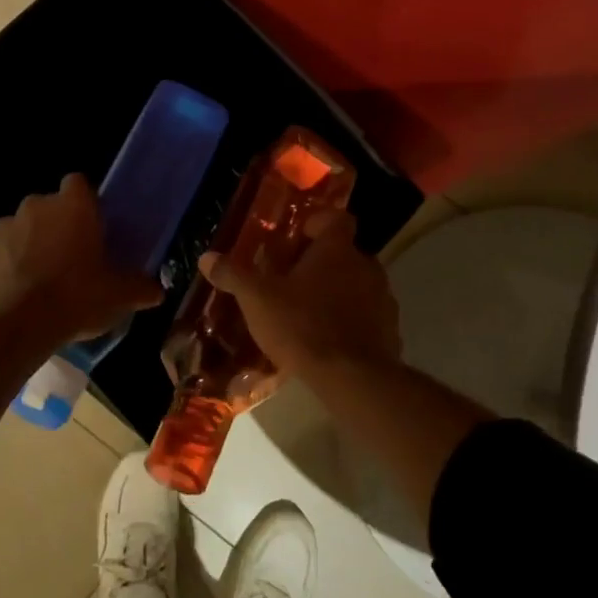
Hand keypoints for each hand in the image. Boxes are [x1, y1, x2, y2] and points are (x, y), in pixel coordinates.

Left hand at [0, 174, 162, 343]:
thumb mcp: (118, 297)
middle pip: (48, 207)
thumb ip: (140, 288)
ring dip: (28, 245)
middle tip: (69, 259)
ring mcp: (2, 227)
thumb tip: (157, 291)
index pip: (79, 183)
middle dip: (56, 226)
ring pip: (20, 228)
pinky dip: (3, 266)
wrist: (16, 326)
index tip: (92, 226)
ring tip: (38, 279)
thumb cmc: (75, 299)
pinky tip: (13, 292)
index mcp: (72, 207)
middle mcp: (35, 206)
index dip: (85, 202)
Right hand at [199, 210, 400, 380]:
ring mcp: (383, 299)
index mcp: (337, 250)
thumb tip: (206, 257)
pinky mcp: (390, 330)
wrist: (352, 378)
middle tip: (291, 279)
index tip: (296, 237)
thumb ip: (233, 275)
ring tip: (308, 312)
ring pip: (357, 285)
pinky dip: (350, 321)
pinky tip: (328, 340)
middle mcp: (366, 266)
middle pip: (344, 253)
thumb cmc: (302, 326)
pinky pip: (368, 316)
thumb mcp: (257, 299)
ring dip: (337, 292)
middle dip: (320, 263)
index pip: (336, 218)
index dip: (316, 223)